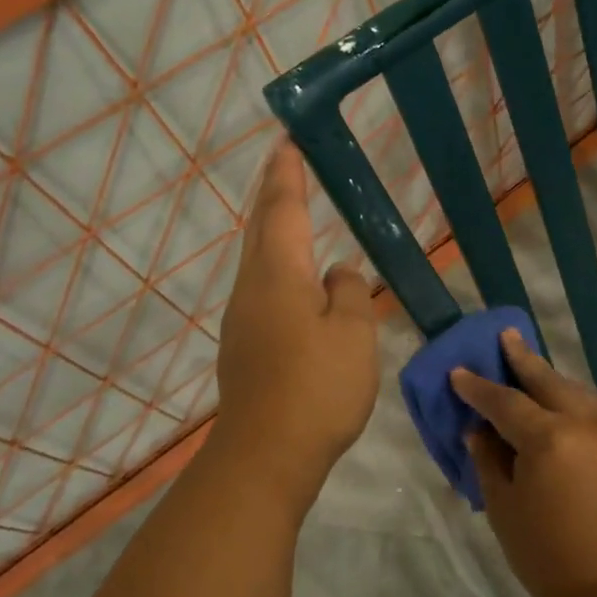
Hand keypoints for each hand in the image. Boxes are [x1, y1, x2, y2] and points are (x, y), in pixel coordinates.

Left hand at [214, 140, 378, 504]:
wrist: (265, 456)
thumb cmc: (316, 387)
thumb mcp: (353, 333)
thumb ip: (349, 292)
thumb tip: (337, 272)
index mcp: (279, 274)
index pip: (283, 208)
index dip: (287, 173)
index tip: (289, 140)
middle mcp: (252, 287)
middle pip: (261, 227)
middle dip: (272, 192)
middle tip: (285, 162)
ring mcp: (243, 318)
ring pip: (258, 258)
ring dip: (272, 227)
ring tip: (291, 210)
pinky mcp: (245, 345)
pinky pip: (262, 286)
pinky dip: (277, 263)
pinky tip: (296, 278)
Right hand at [452, 331, 596, 596]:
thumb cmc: (548, 557)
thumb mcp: (504, 509)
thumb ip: (489, 461)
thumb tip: (479, 431)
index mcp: (548, 437)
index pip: (504, 401)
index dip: (478, 387)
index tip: (459, 372)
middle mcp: (583, 423)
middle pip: (547, 381)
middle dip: (522, 359)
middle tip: (506, 337)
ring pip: (576, 391)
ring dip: (551, 378)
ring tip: (532, 367)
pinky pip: (595, 411)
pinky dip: (573, 401)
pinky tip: (562, 405)